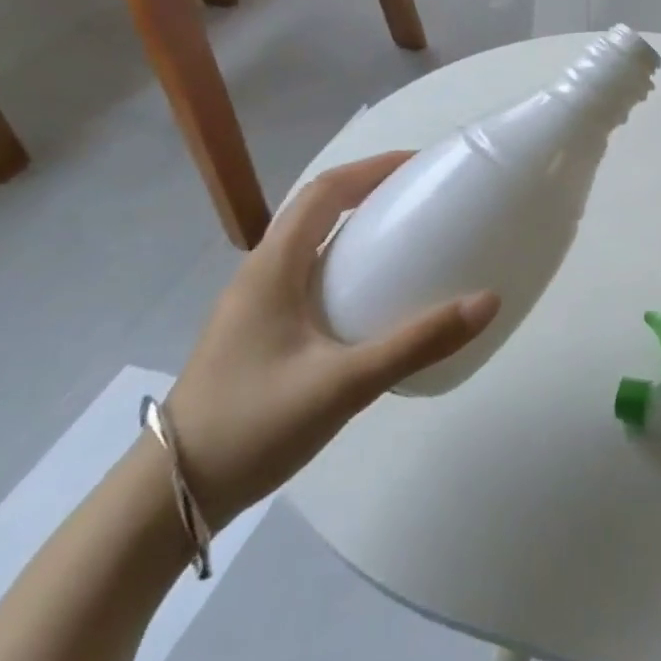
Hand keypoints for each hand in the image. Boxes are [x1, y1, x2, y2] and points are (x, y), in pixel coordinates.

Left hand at [164, 153, 500, 526]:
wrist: (173, 495)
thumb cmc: (253, 425)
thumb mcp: (344, 383)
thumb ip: (417, 343)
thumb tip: (488, 301)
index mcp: (272, 267)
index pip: (324, 191)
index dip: (372, 168)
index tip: (420, 165)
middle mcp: (260, 274)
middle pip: (316, 210)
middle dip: (369, 192)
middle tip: (424, 199)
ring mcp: (255, 305)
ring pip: (311, 245)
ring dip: (356, 229)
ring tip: (408, 240)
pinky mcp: (260, 333)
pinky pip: (310, 278)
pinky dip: (347, 267)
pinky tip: (375, 299)